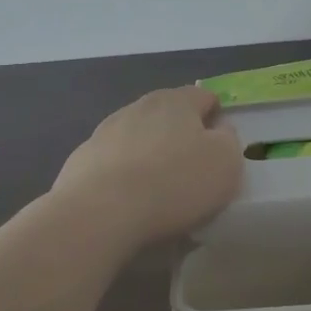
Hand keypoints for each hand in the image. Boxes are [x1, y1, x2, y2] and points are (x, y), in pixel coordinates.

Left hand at [54, 86, 242, 245]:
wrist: (100, 213)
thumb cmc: (175, 183)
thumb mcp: (226, 162)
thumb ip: (228, 140)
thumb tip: (218, 131)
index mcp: (177, 101)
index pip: (204, 97)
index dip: (216, 117)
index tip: (221, 147)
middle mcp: (139, 107)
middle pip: (168, 115)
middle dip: (181, 136)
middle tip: (192, 171)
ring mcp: (105, 132)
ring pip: (138, 138)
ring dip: (150, 155)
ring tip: (158, 192)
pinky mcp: (81, 161)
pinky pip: (113, 164)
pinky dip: (123, 177)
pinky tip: (129, 204)